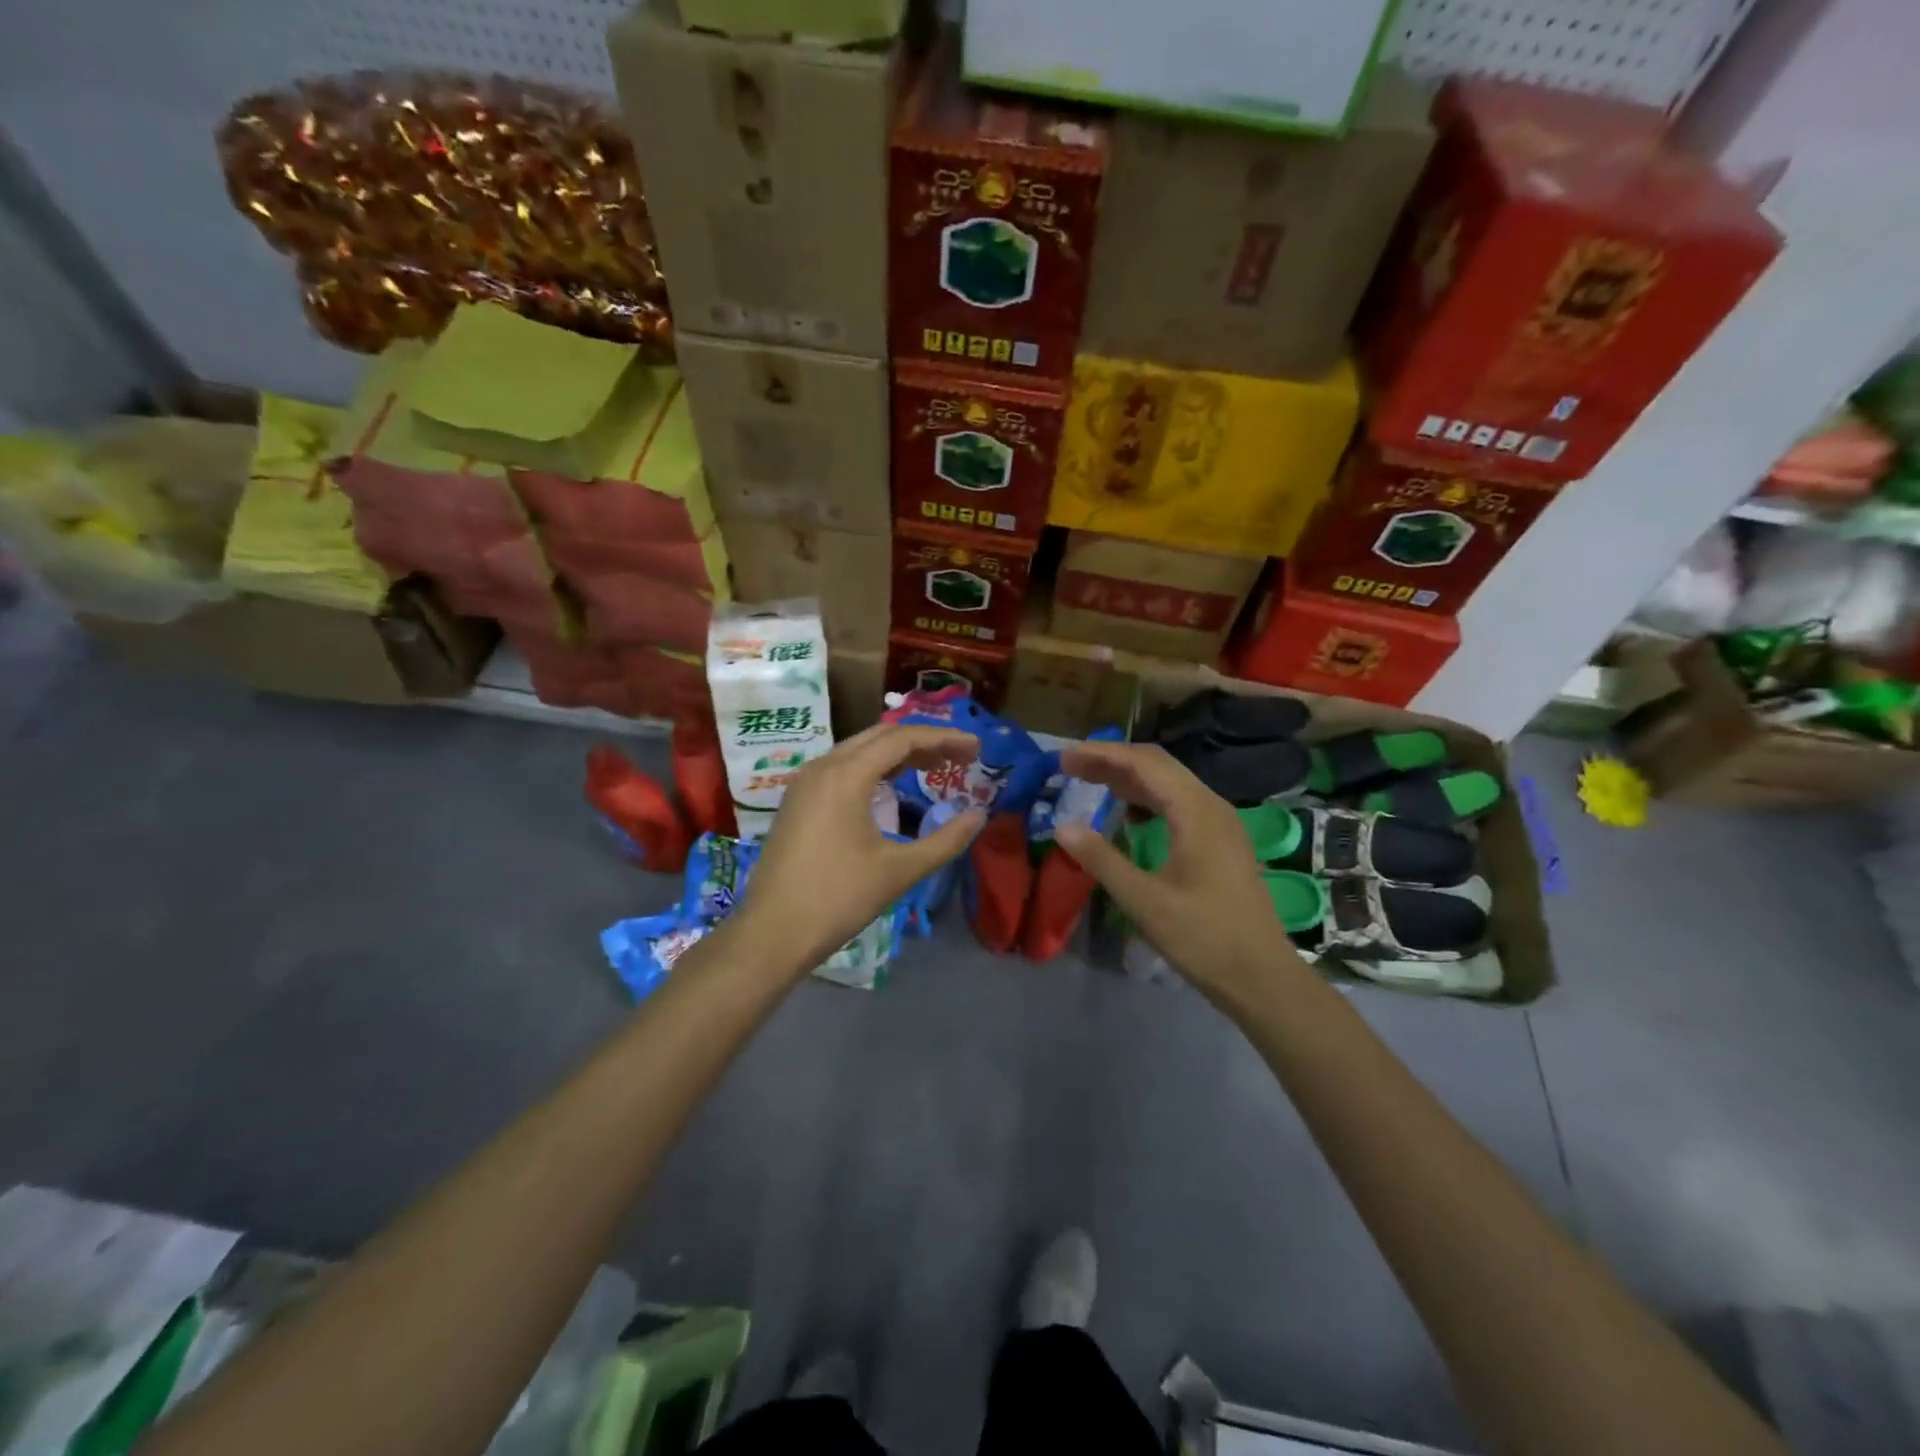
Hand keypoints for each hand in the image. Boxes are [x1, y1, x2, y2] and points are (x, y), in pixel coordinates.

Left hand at [738, 723, 987, 975]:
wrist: (772, 932)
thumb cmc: (839, 898)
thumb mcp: (900, 870)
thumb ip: (945, 840)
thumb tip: (980, 814)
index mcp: (846, 775)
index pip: (903, 739)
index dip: (944, 739)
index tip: (976, 748)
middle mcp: (822, 767)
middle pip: (880, 737)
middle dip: (923, 742)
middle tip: (959, 758)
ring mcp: (805, 783)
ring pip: (858, 750)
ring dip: (897, 754)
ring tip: (934, 768)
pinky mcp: (797, 800)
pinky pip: (841, 767)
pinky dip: (873, 768)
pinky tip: (891, 786)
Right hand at [1053, 740, 1299, 999]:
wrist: (1262, 978)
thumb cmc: (1204, 938)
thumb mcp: (1144, 902)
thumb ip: (1101, 860)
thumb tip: (1062, 827)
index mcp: (1197, 812)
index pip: (1144, 764)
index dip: (1101, 755)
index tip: (1063, 758)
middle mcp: (1212, 807)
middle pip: (1158, 766)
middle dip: (1111, 761)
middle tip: (1070, 767)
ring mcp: (1220, 824)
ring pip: (1169, 784)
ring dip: (1129, 778)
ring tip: (1089, 782)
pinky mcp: (1221, 842)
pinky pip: (1179, 804)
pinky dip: (1147, 798)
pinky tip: (1127, 813)